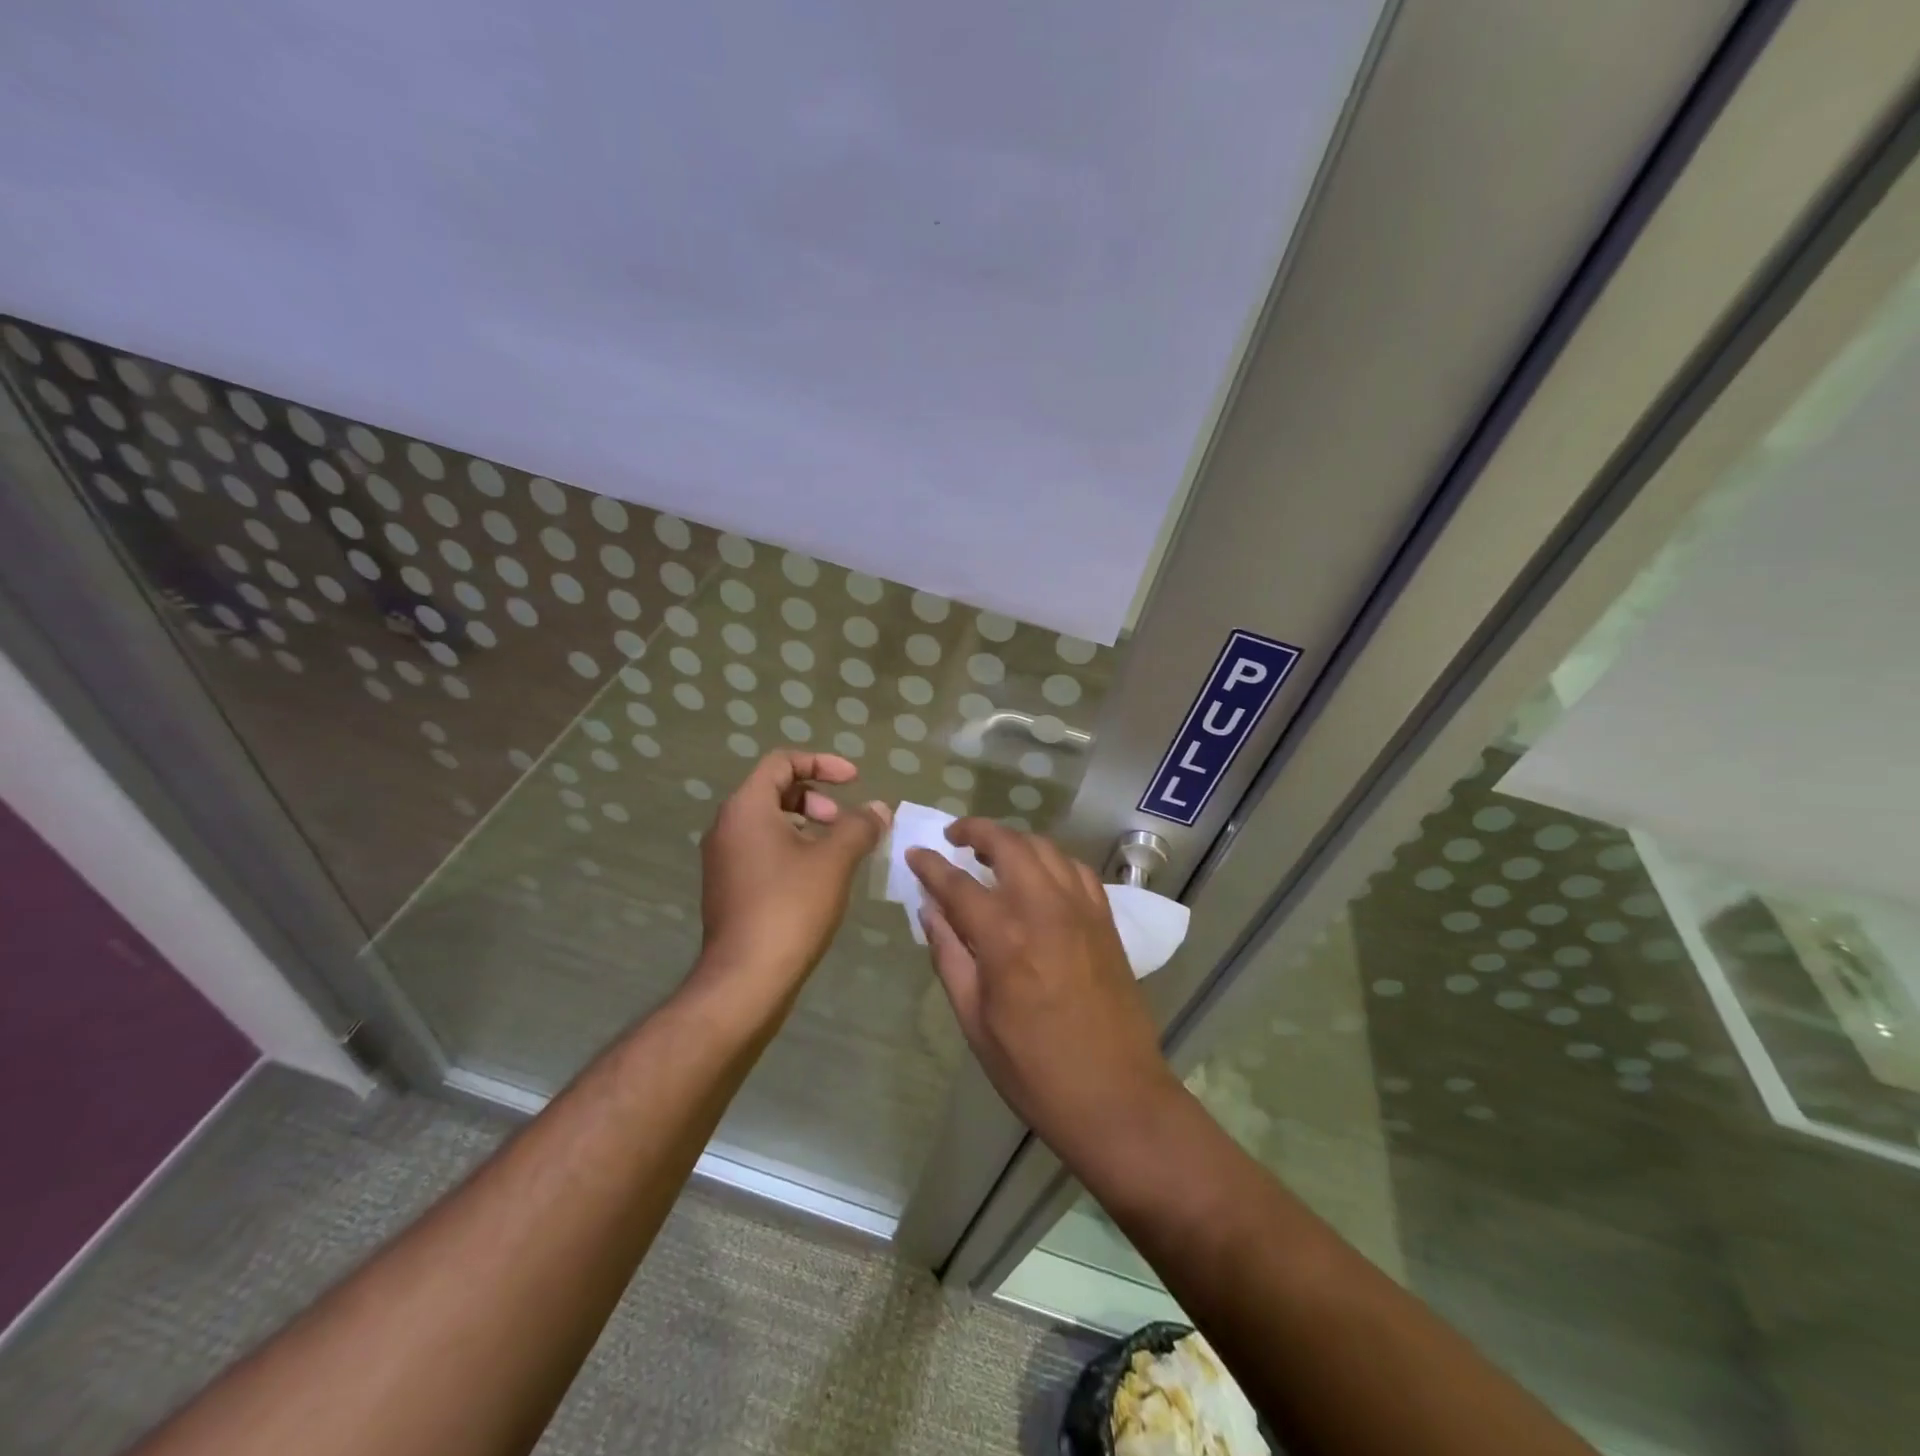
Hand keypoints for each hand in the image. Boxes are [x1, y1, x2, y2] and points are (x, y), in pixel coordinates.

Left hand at [696, 752, 887, 997]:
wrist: (746, 979)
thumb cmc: (790, 907)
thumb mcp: (834, 860)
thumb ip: (859, 826)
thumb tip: (878, 808)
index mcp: (746, 808)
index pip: (781, 762)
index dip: (822, 763)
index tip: (854, 780)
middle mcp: (727, 827)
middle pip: (775, 791)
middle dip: (817, 798)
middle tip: (845, 822)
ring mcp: (724, 860)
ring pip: (770, 824)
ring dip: (808, 826)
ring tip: (840, 852)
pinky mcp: (729, 889)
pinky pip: (764, 851)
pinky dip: (794, 850)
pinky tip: (820, 880)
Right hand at [908, 820, 1177, 1160]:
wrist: (1116, 1096)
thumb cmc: (1034, 1070)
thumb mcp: (975, 1021)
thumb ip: (949, 957)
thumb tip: (929, 911)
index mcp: (1005, 939)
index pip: (957, 884)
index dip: (931, 865)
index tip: (914, 853)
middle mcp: (1045, 910)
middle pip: (1008, 845)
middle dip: (977, 831)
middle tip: (954, 837)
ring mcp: (1082, 911)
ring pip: (1046, 849)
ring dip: (1015, 841)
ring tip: (993, 852)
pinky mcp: (1106, 921)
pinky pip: (1077, 870)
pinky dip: (1052, 861)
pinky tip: (1040, 876)